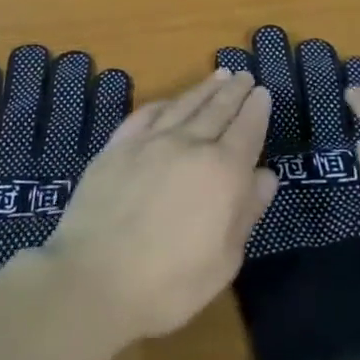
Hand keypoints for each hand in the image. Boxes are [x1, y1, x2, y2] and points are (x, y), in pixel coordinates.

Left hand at [45, 69, 273, 341]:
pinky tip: (168, 101)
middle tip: (243, 75)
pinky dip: (163, 103)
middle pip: (217, 109)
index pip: (247, 130)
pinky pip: (145, 115)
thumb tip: (266, 175)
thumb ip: (246, 212)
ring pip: (183, 105)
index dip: (256, 110)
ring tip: (218, 75)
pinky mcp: (117, 147)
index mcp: (223, 172)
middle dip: (233, 91)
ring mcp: (149, 142)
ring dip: (204, 88)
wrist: (94, 281)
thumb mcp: (224, 260)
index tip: (262, 92)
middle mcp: (189, 146)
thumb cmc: (169, 284)